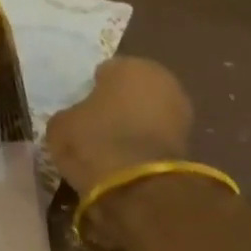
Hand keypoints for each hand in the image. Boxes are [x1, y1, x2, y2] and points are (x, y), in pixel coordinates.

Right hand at [44, 57, 192, 199]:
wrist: (135, 183)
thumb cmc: (93, 139)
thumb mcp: (61, 125)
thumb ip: (70, 114)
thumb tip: (76, 119)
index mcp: (130, 66)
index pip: (105, 71)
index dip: (91, 88)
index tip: (79, 106)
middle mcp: (162, 80)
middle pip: (132, 89)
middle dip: (118, 102)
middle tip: (95, 122)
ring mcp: (181, 110)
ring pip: (148, 111)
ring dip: (134, 122)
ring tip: (109, 143)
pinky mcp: (189, 141)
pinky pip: (156, 135)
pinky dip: (144, 142)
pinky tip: (125, 156)